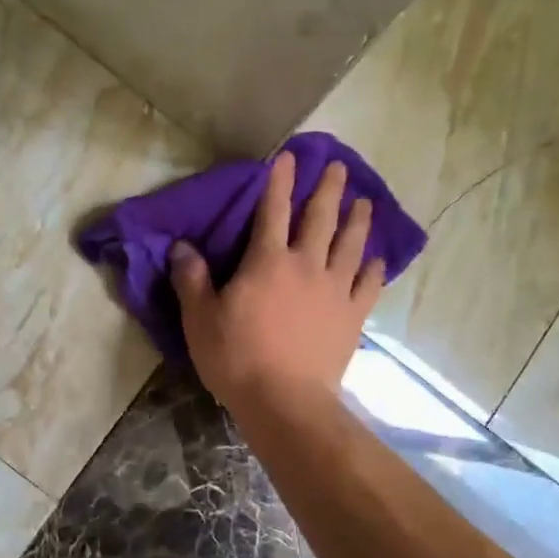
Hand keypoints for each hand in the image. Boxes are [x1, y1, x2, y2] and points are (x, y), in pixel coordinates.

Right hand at [170, 150, 383, 416]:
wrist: (285, 401)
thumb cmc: (236, 357)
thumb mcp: (200, 319)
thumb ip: (192, 279)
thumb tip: (181, 247)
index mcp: (267, 261)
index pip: (273, 210)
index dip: (279, 181)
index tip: (288, 157)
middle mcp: (306, 265)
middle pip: (320, 218)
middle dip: (328, 189)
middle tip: (338, 167)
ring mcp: (335, 290)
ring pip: (351, 245)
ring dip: (358, 220)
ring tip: (365, 202)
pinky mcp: (353, 317)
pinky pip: (368, 285)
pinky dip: (373, 269)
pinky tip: (377, 260)